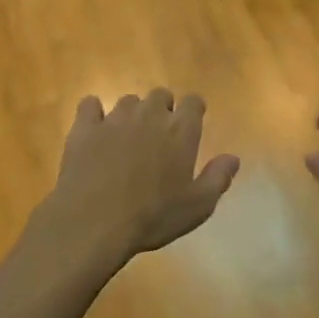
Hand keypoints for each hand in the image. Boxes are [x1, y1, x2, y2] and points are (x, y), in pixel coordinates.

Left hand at [38, 91, 240, 267]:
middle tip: (158, 136)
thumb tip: (233, 158)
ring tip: (128, 137)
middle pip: (160, 95)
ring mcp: (114, 118)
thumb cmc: (153, 217)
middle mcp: (150, 115)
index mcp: (180, 130)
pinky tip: (94, 130)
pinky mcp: (85, 127)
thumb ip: (218, 178)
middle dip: (162, 109)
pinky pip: (90, 105)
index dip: (193, 110)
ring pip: (128, 101)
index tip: (191, 124)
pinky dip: (94, 114)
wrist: (94, 222)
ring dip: (132, 113)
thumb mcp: (197, 207)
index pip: (193, 102)